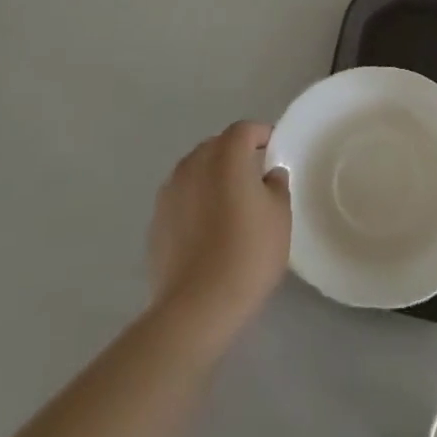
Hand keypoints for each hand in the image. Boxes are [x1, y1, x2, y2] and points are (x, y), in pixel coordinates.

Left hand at [148, 122, 290, 348]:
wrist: (196, 306)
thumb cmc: (247, 254)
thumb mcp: (280, 217)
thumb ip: (276, 186)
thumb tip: (268, 175)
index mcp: (225, 156)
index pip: (244, 130)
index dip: (260, 135)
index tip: (273, 150)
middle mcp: (193, 164)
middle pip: (216, 146)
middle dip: (235, 154)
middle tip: (254, 177)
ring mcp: (170, 191)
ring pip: (195, 170)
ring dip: (212, 177)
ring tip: (229, 203)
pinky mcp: (156, 219)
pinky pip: (181, 197)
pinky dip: (195, 201)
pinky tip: (207, 229)